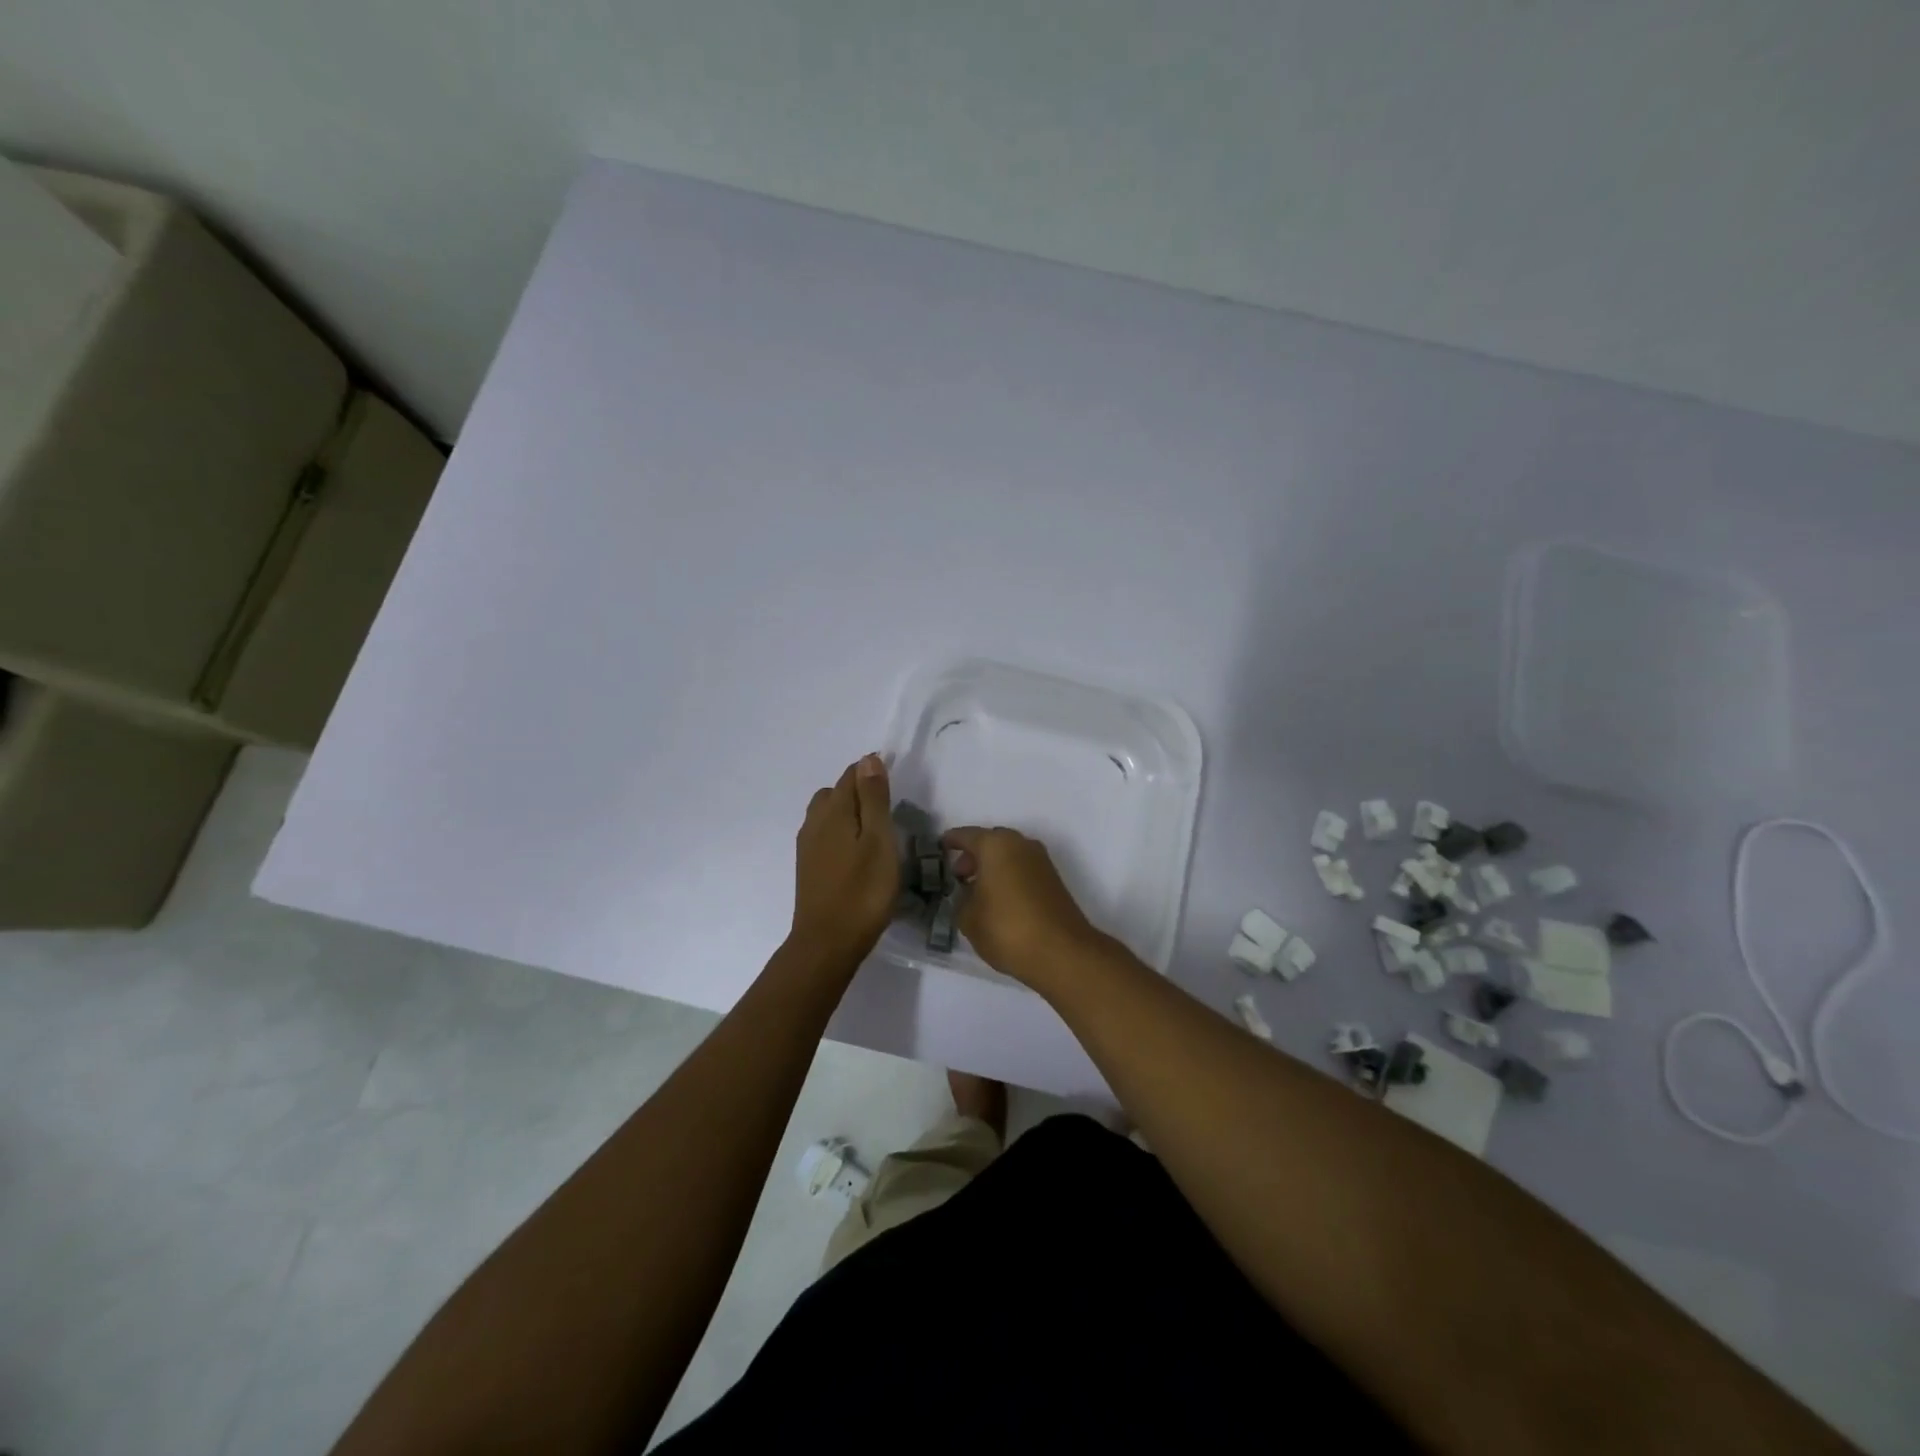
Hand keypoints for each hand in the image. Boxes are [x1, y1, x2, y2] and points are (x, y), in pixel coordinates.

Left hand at [789, 753, 899, 968]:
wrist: (828, 942)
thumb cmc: (863, 890)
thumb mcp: (879, 840)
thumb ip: (874, 799)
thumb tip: (868, 759)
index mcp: (834, 811)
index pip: (851, 775)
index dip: (872, 772)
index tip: (895, 784)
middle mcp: (814, 822)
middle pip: (835, 792)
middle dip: (858, 791)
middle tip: (887, 809)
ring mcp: (807, 846)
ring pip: (827, 814)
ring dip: (848, 813)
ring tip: (874, 830)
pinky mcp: (808, 867)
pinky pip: (824, 835)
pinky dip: (841, 832)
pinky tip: (857, 852)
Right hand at [941, 826, 1101, 985]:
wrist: (1061, 952)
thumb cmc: (1007, 928)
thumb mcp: (968, 918)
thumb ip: (961, 899)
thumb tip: (968, 893)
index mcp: (995, 844)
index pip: (965, 836)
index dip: (950, 842)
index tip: (939, 849)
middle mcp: (1020, 844)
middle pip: (990, 842)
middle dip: (973, 856)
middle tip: (958, 877)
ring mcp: (1040, 860)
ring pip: (1008, 855)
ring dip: (992, 867)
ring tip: (976, 893)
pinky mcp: (1053, 879)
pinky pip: (1022, 869)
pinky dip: (1008, 877)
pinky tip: (998, 901)